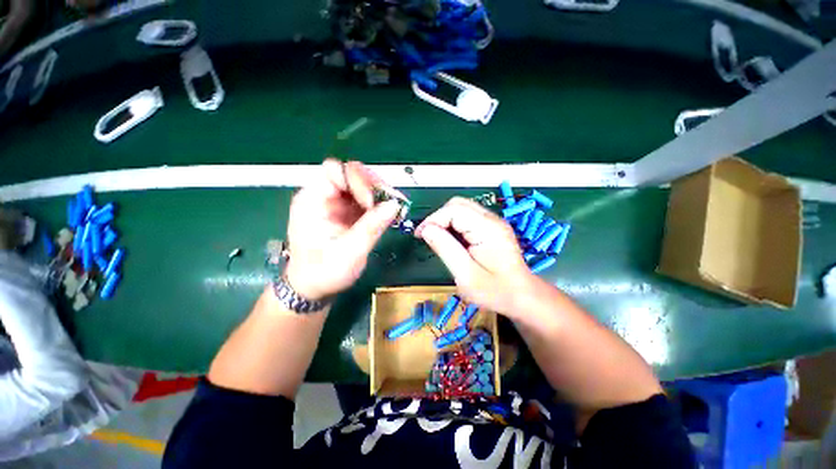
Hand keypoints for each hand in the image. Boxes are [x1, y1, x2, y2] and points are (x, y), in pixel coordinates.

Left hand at [284, 159, 400, 300]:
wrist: (313, 287)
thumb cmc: (324, 272)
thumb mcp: (349, 253)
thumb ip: (371, 227)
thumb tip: (395, 205)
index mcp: (313, 201)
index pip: (334, 171)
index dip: (357, 181)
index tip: (372, 203)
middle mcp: (323, 196)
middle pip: (351, 174)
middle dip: (374, 185)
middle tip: (393, 202)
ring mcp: (336, 203)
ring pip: (361, 184)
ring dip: (380, 194)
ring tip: (395, 209)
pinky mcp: (346, 211)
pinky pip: (365, 199)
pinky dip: (379, 203)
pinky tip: (390, 213)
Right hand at [415, 197, 534, 314]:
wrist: (522, 297)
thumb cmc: (495, 291)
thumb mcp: (465, 275)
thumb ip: (445, 249)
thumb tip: (426, 229)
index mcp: (487, 229)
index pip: (454, 210)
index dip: (433, 219)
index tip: (420, 235)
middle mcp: (492, 220)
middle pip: (458, 204)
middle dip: (438, 217)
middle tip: (427, 236)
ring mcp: (494, 222)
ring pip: (462, 208)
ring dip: (445, 220)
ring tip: (437, 239)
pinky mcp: (493, 228)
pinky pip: (468, 217)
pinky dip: (454, 224)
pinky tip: (451, 240)